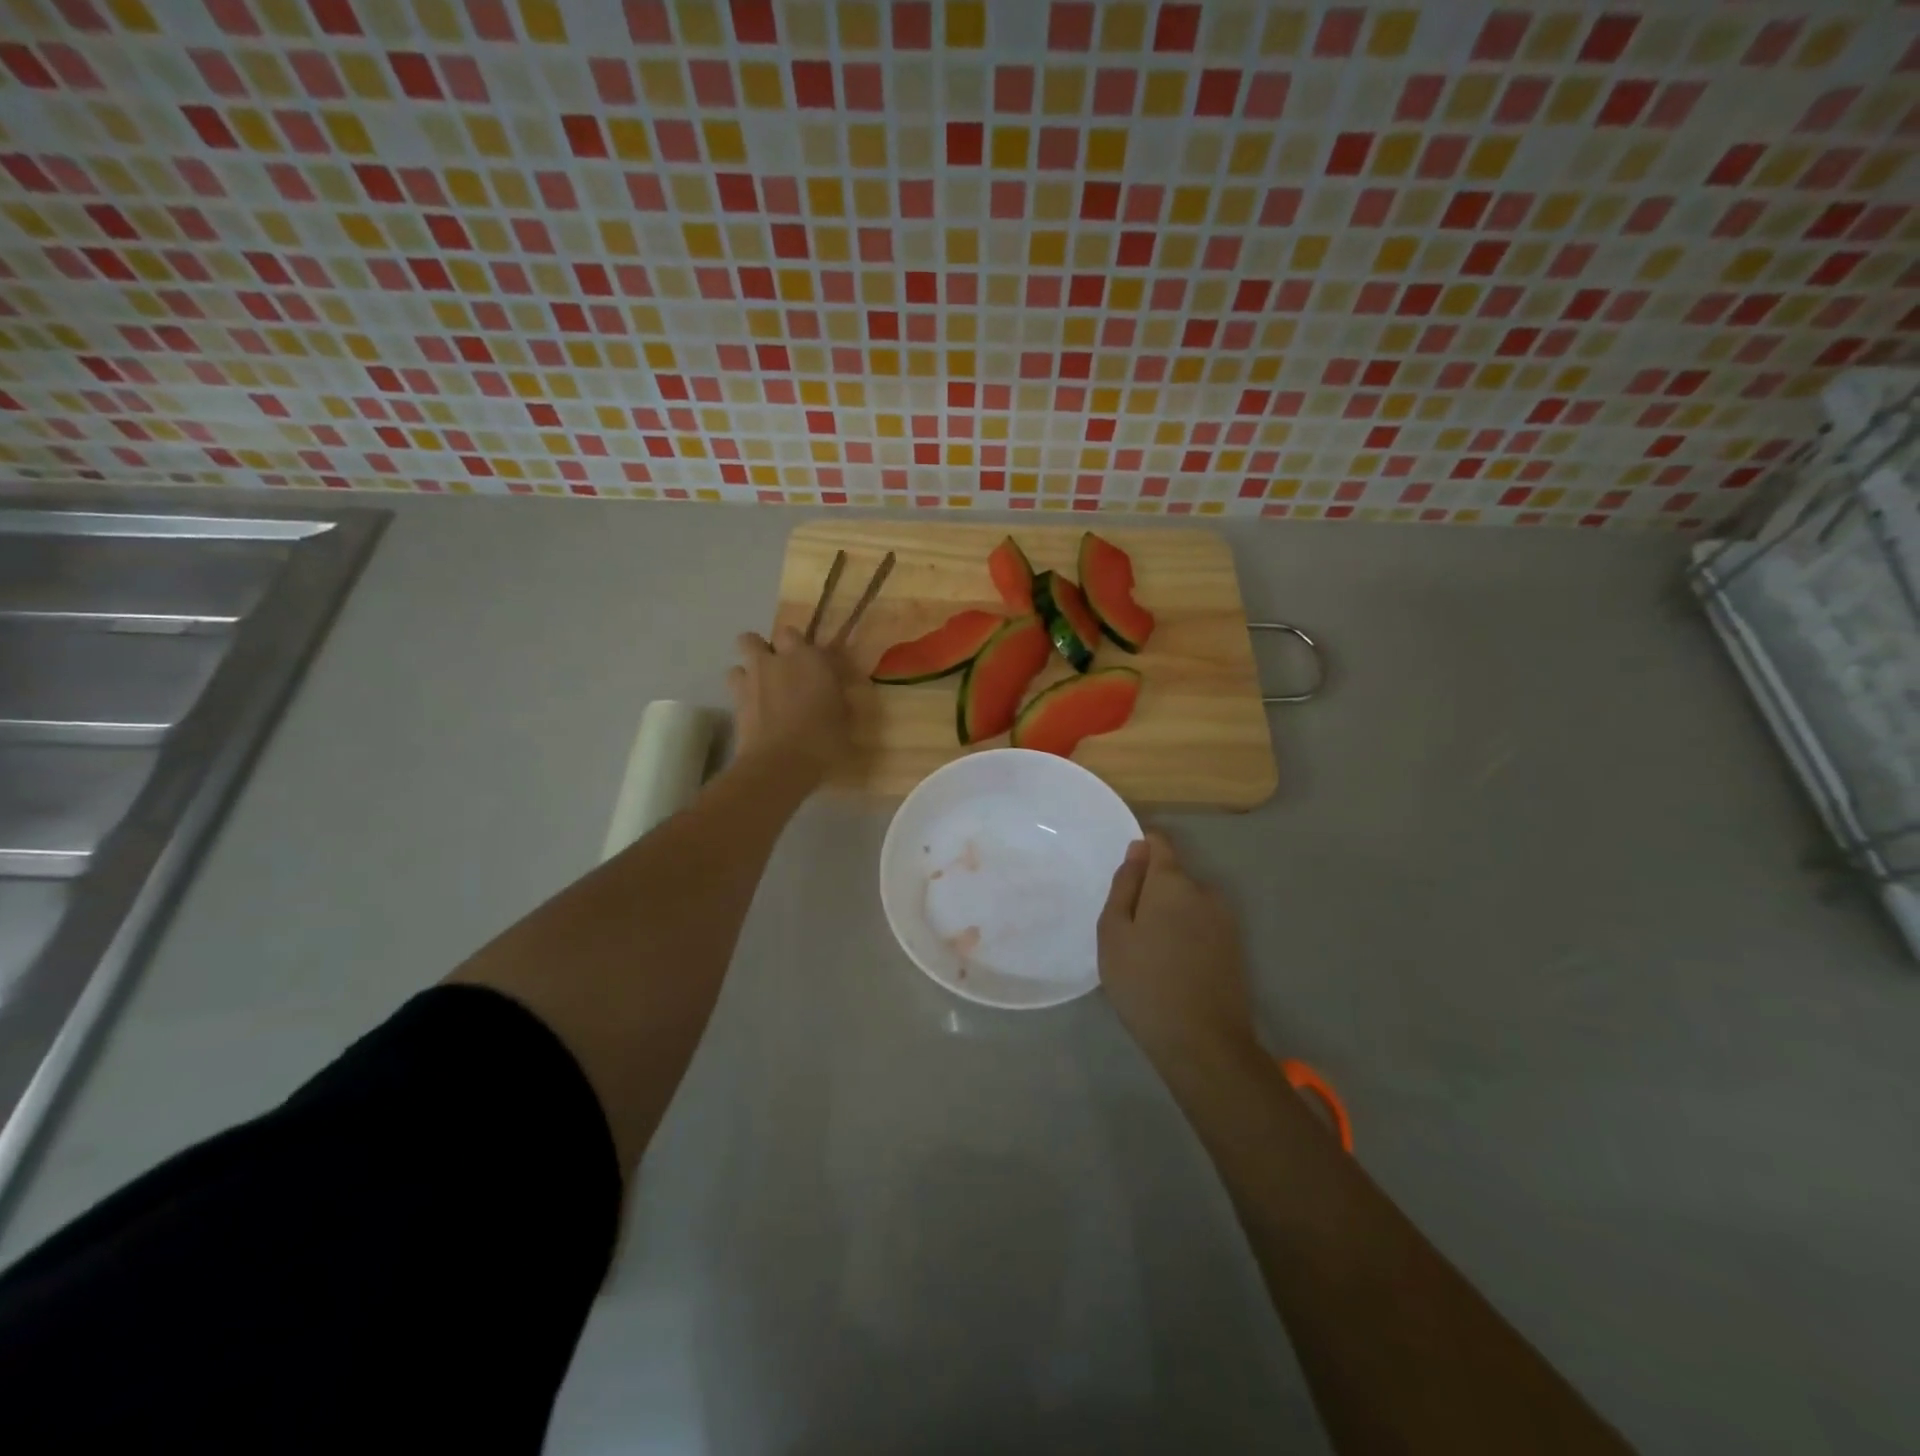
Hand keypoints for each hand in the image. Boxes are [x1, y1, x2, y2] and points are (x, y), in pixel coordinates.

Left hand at [728, 626, 851, 780]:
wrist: (780, 764)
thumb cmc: (824, 739)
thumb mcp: (843, 717)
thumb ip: (834, 697)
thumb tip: (831, 692)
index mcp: (807, 658)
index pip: (792, 633)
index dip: (795, 646)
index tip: (805, 662)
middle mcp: (774, 662)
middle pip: (752, 639)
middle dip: (762, 650)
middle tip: (778, 671)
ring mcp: (750, 680)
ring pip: (738, 662)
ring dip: (748, 671)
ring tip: (761, 690)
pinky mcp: (734, 703)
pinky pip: (734, 688)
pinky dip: (742, 695)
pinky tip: (754, 712)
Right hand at [1098, 832, 1256, 1067]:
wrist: (1203, 1042)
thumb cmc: (1144, 982)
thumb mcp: (1114, 932)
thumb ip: (1125, 885)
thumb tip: (1138, 849)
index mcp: (1172, 882)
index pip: (1159, 843)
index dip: (1140, 850)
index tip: (1124, 879)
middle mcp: (1205, 891)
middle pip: (1173, 877)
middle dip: (1151, 893)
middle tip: (1129, 932)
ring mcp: (1225, 920)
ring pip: (1188, 903)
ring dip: (1170, 916)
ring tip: (1150, 955)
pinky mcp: (1235, 947)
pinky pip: (1202, 926)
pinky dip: (1186, 936)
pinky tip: (1172, 968)